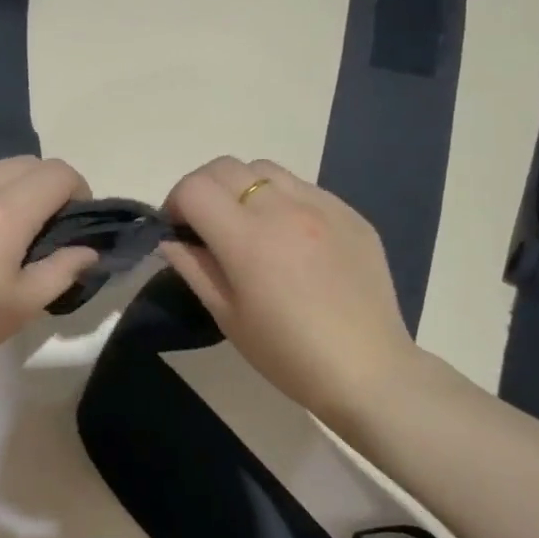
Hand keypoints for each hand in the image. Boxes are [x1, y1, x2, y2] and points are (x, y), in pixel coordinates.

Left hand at [0, 156, 96, 389]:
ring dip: (7, 186)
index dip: (78, 190)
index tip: (74, 220)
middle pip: (25, 163)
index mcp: (6, 211)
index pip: (58, 173)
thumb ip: (63, 269)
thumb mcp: (24, 305)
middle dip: (45, 186)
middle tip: (41, 226)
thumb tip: (87, 250)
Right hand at [160, 156, 418, 429]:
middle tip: (205, 222)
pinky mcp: (350, 213)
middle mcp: (283, 209)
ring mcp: (322, 206)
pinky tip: (289, 236)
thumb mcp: (227, 316)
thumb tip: (172, 240)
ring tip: (248, 223)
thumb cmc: (287, 354)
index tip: (178, 228)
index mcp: (247, 238)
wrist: (367, 370)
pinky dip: (281, 199)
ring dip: (242, 187)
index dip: (175, 203)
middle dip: (203, 188)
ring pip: (265, 169)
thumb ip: (194, 268)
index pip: (195, 189)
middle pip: (225, 167)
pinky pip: (303, 187)